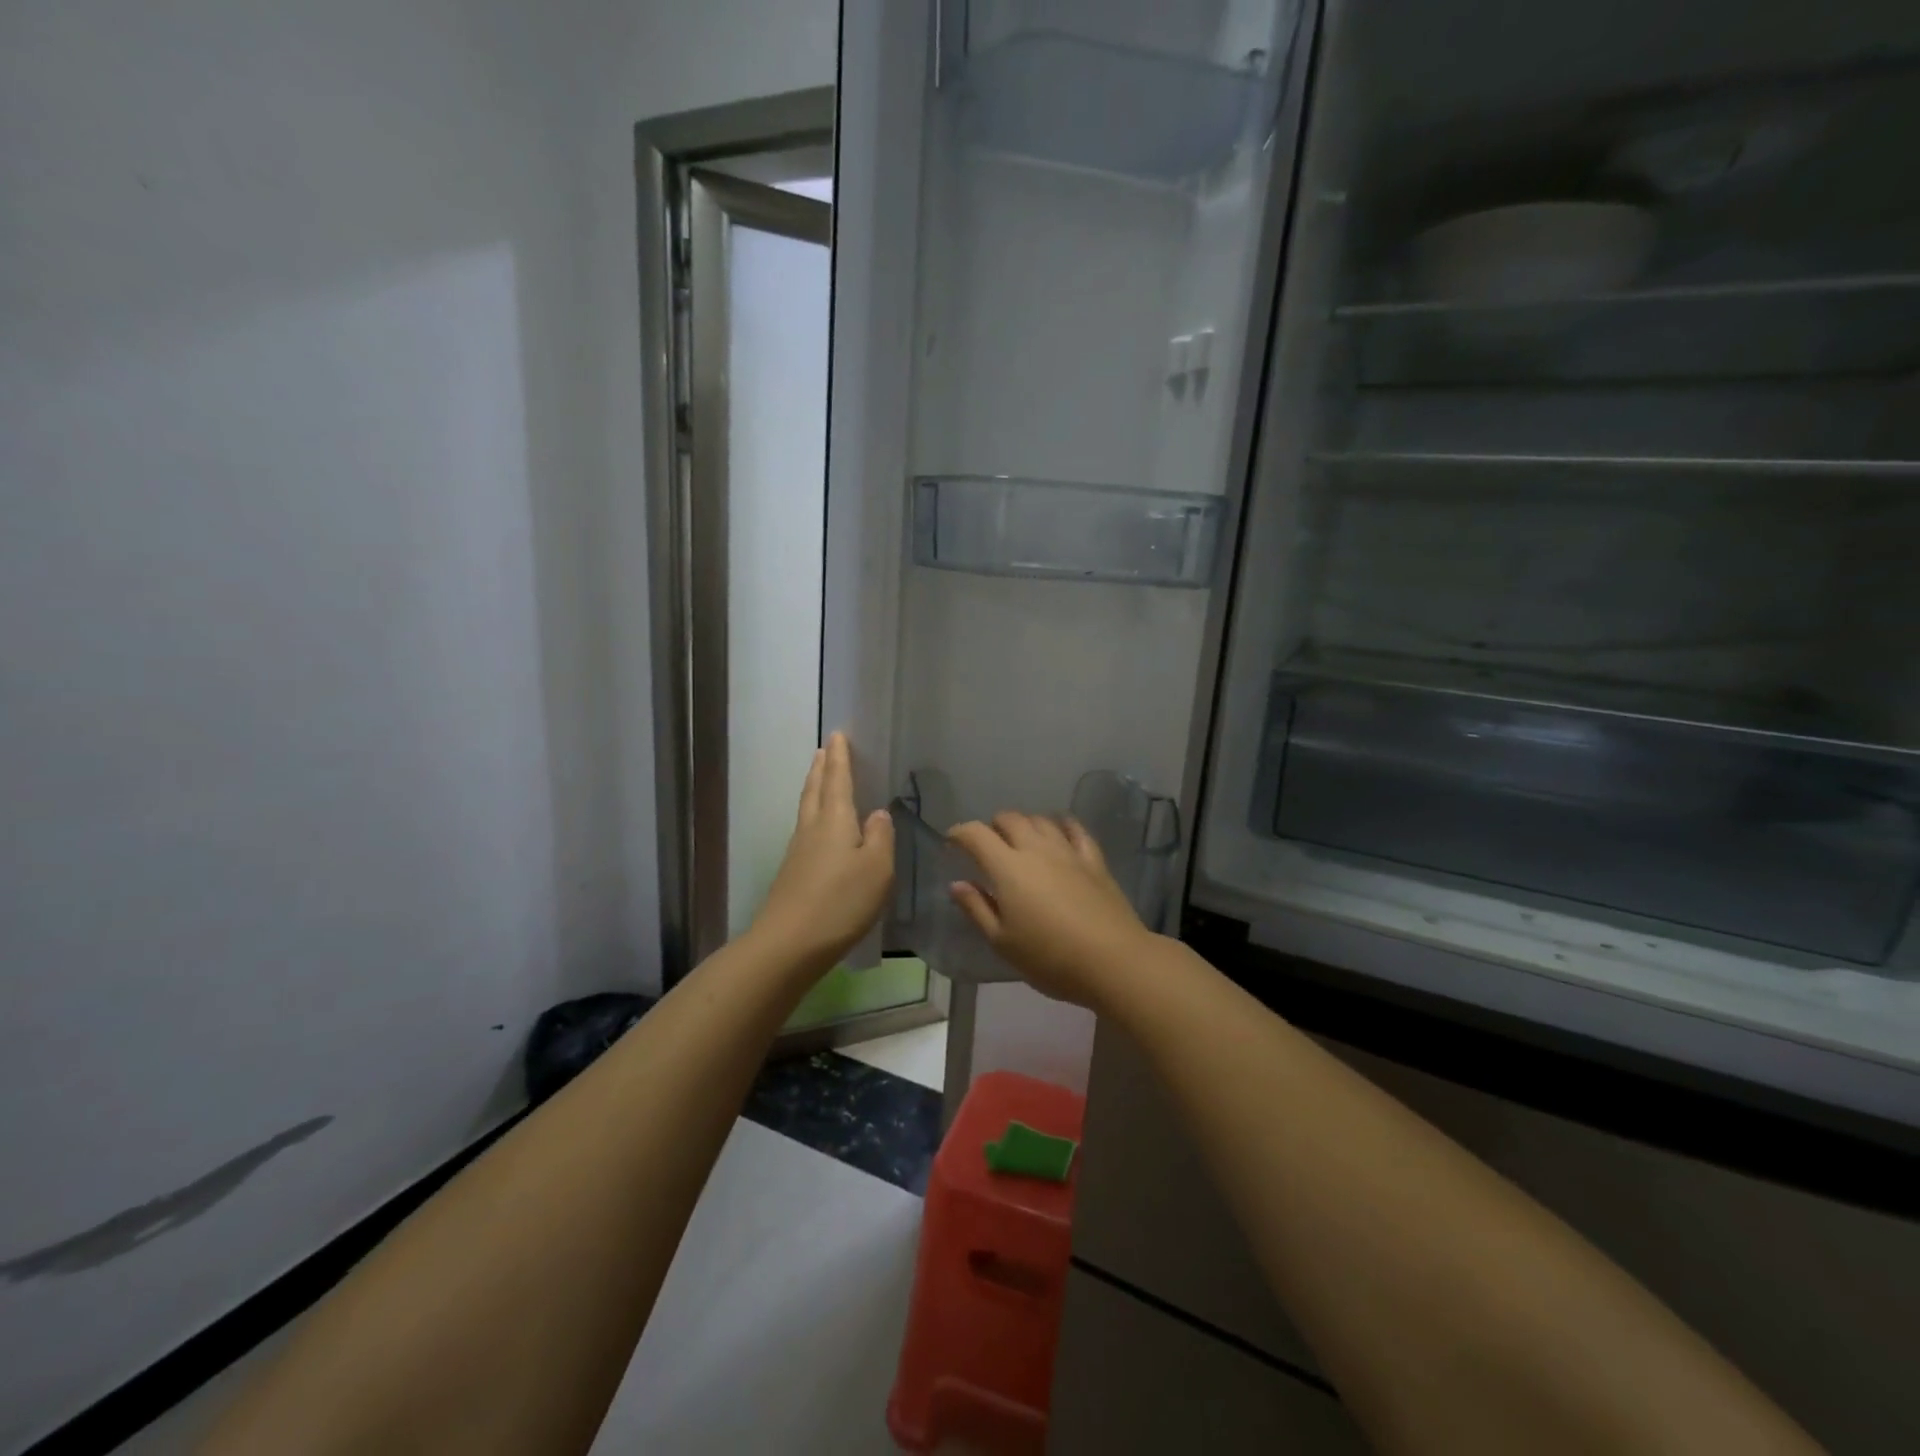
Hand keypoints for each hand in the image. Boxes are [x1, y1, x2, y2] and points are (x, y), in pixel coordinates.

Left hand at [750, 733, 894, 975]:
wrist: (788, 944)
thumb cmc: (841, 902)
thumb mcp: (877, 869)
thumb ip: (881, 837)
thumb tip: (878, 813)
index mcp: (835, 820)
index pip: (838, 780)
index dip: (839, 757)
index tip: (837, 734)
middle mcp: (813, 829)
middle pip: (816, 790)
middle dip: (822, 768)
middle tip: (824, 749)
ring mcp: (798, 852)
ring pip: (807, 809)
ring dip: (814, 788)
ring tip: (819, 777)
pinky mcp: (792, 874)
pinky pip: (806, 830)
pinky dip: (813, 815)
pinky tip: (819, 828)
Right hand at [947, 812, 1157, 1009]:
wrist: (1113, 960)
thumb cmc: (1050, 957)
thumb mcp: (1003, 942)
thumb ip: (977, 909)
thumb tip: (957, 884)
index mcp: (1008, 868)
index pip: (976, 835)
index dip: (960, 833)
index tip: (952, 841)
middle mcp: (1036, 849)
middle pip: (1010, 819)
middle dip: (992, 825)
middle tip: (987, 844)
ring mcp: (1068, 851)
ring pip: (1041, 820)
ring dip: (1025, 823)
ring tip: (1020, 839)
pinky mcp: (1094, 860)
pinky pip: (1076, 830)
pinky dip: (1062, 824)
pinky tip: (1060, 830)